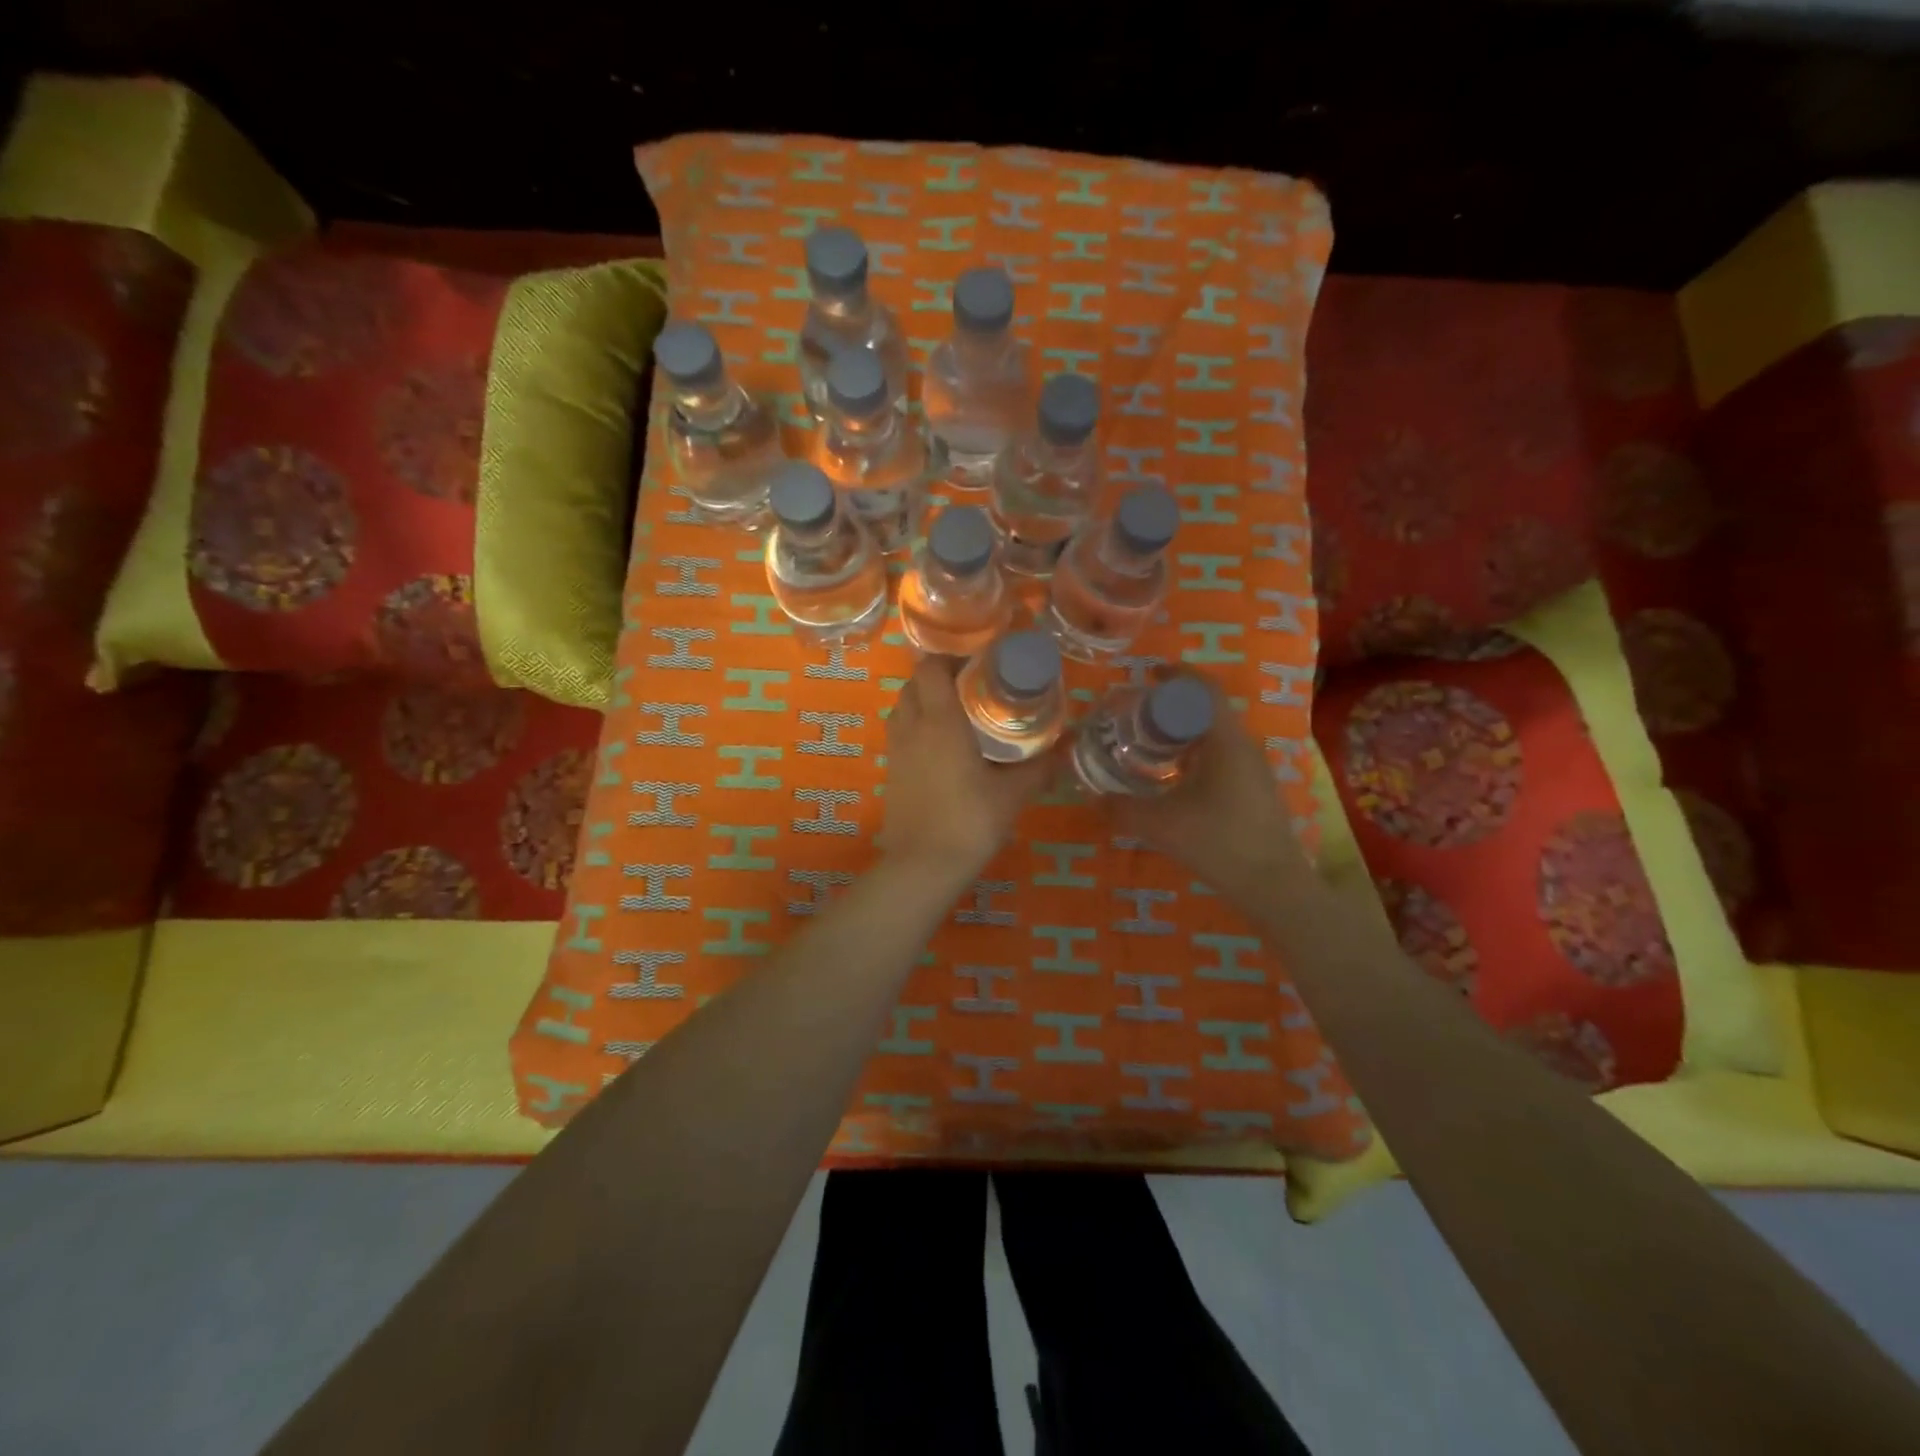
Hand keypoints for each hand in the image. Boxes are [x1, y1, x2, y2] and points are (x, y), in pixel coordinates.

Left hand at [880, 658, 1052, 874]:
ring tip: (956, 715)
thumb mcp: (1013, 794)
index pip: (931, 667)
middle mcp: (912, 727)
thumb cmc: (970, 821)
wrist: (923, 865)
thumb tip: (1068, 746)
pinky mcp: (891, 772)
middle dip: (938, 678)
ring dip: (923, 701)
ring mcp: (896, 750)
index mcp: (940, 721)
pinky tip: (941, 748)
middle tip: (971, 689)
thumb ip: (1040, 766)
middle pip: (913, 683)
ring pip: (903, 707)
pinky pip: (900, 733)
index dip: (950, 658)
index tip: (979, 665)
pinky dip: (916, 727)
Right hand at [1112, 686, 1312, 900]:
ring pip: (1216, 736)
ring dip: (1185, 732)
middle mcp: (1243, 747)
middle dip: (1174, 706)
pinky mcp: (1256, 790)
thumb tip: (1091, 798)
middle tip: (1138, 714)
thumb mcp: (1159, 825)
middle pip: (1208, 710)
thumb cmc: (1217, 842)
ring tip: (1150, 743)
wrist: (1273, 885)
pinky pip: (1223, 756)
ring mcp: (1254, 769)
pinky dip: (1196, 754)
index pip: (1204, 689)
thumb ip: (1121, 809)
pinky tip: (1175, 778)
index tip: (1149, 673)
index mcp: (1224, 741)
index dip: (1178, 674)